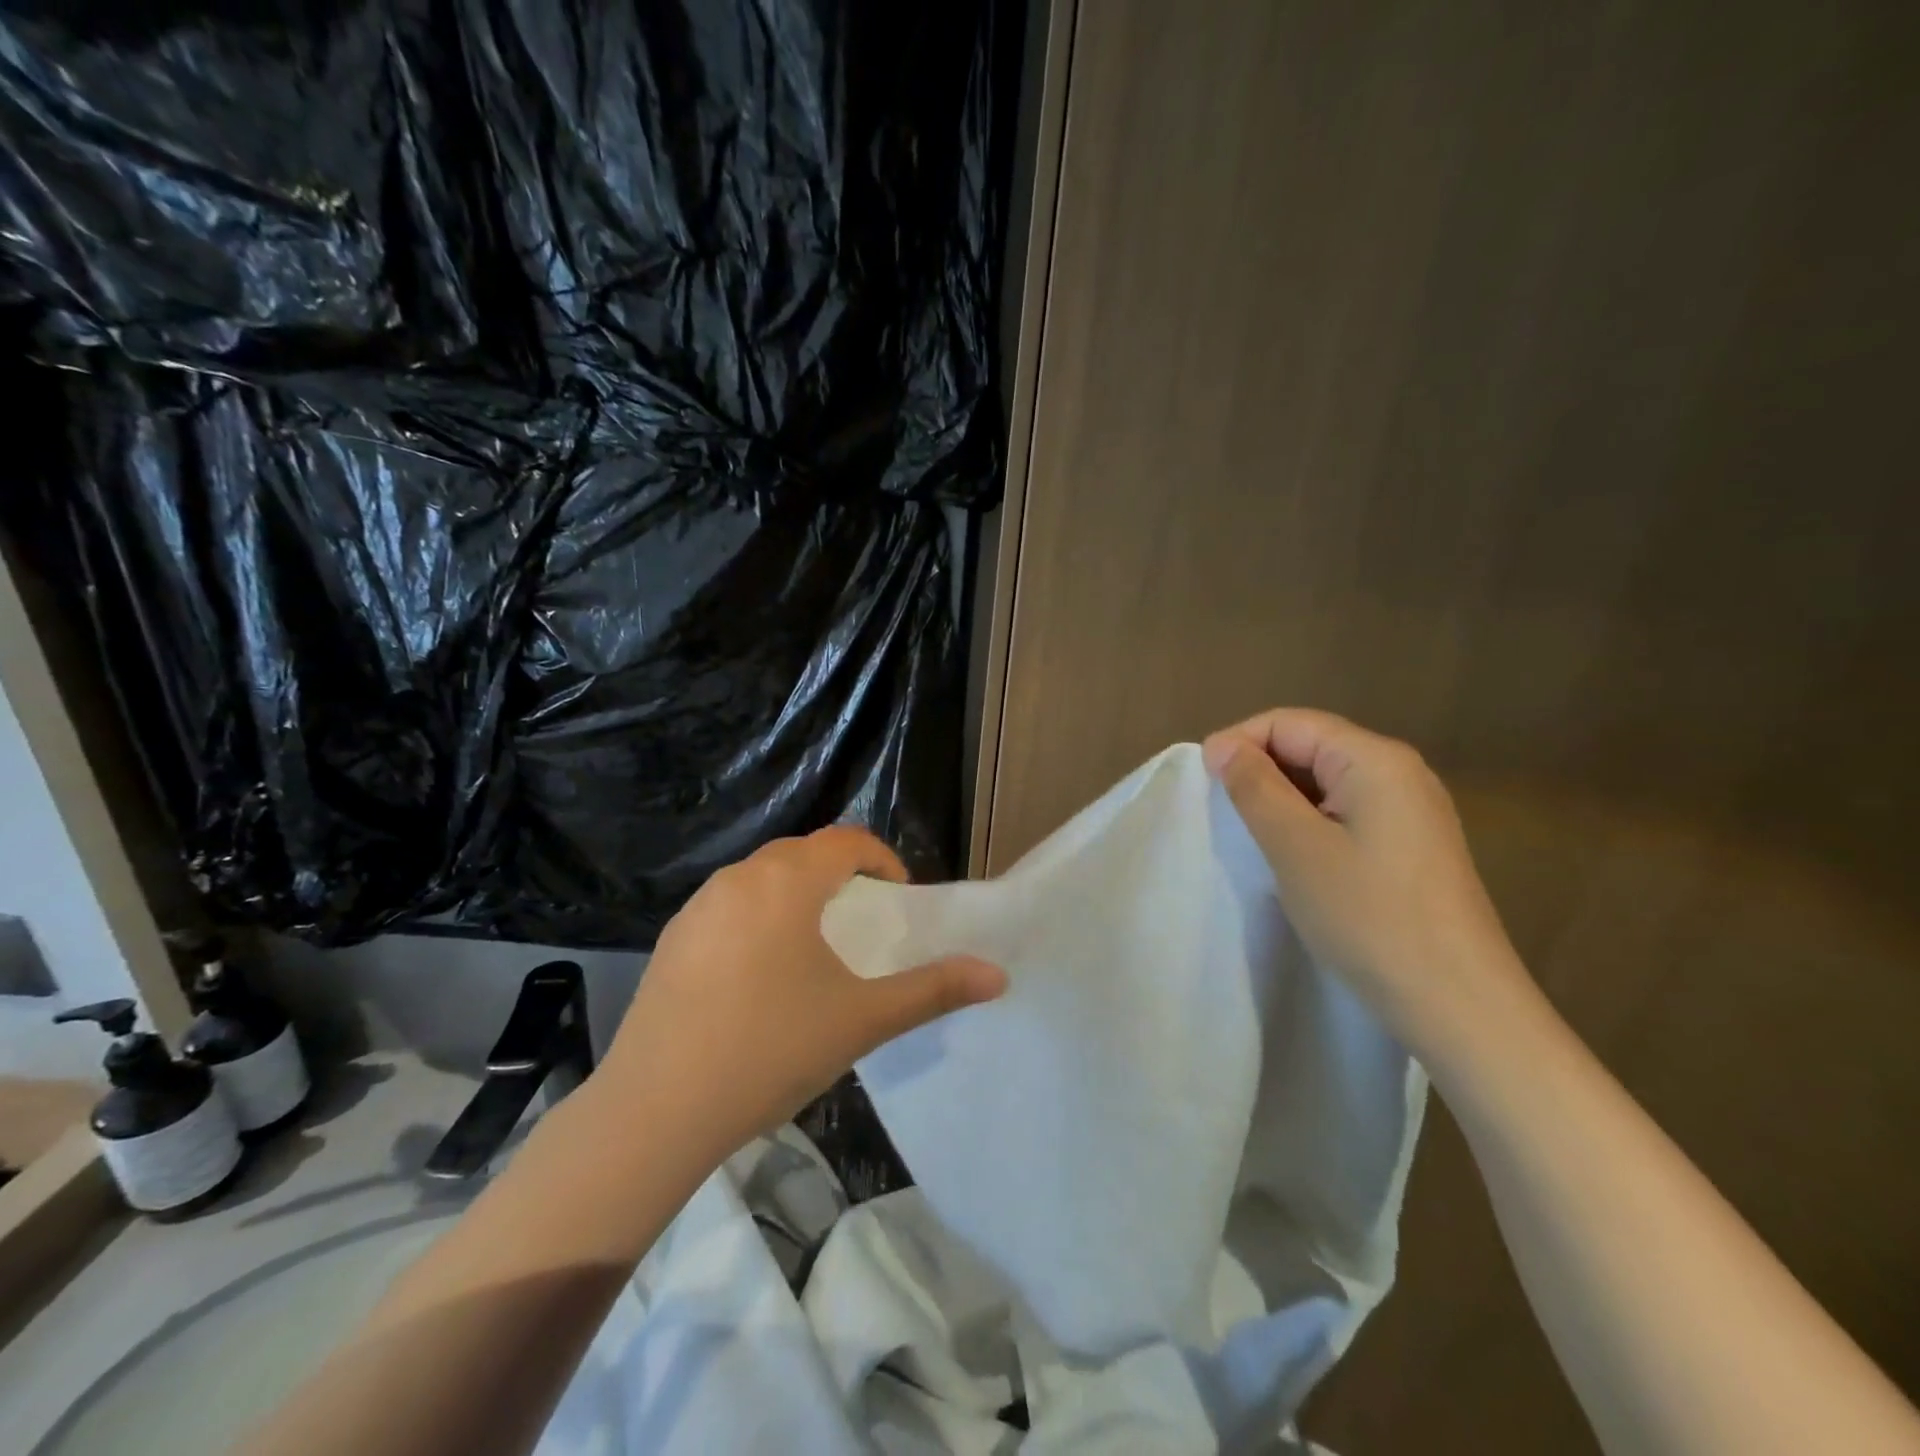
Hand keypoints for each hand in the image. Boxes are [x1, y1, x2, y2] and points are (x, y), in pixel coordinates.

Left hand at [598, 827, 1006, 1159]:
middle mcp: (739, 878)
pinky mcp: (671, 940)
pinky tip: (758, 976)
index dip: (882, 860)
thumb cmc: (770, 1050)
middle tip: (862, 921)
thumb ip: (933, 990)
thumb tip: (998, 975)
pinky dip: (757, 918)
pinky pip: (728, 907)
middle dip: (839, 875)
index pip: (845, 841)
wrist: (655, 1111)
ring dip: (796, 894)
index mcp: (786, 881)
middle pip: (802, 854)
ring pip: (761, 879)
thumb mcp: (862, 1020)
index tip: (898, 896)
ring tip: (814, 946)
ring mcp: (697, 908)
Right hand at [1202, 708, 1526, 1056]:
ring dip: (1282, 798)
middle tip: (1223, 813)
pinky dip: (1310, 820)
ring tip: (1252, 835)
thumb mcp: (1295, 847)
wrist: (1459, 1004)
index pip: (1290, 722)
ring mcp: (1412, 809)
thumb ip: (1255, 787)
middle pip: (1311, 745)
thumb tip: (1221, 745)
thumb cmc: (1369, 917)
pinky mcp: (1413, 844)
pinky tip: (1295, 855)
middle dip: (1260, 769)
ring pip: (1327, 781)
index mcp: (1375, 759)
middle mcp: (1400, 771)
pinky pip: (1347, 810)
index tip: (1202, 783)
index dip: (1239, 742)